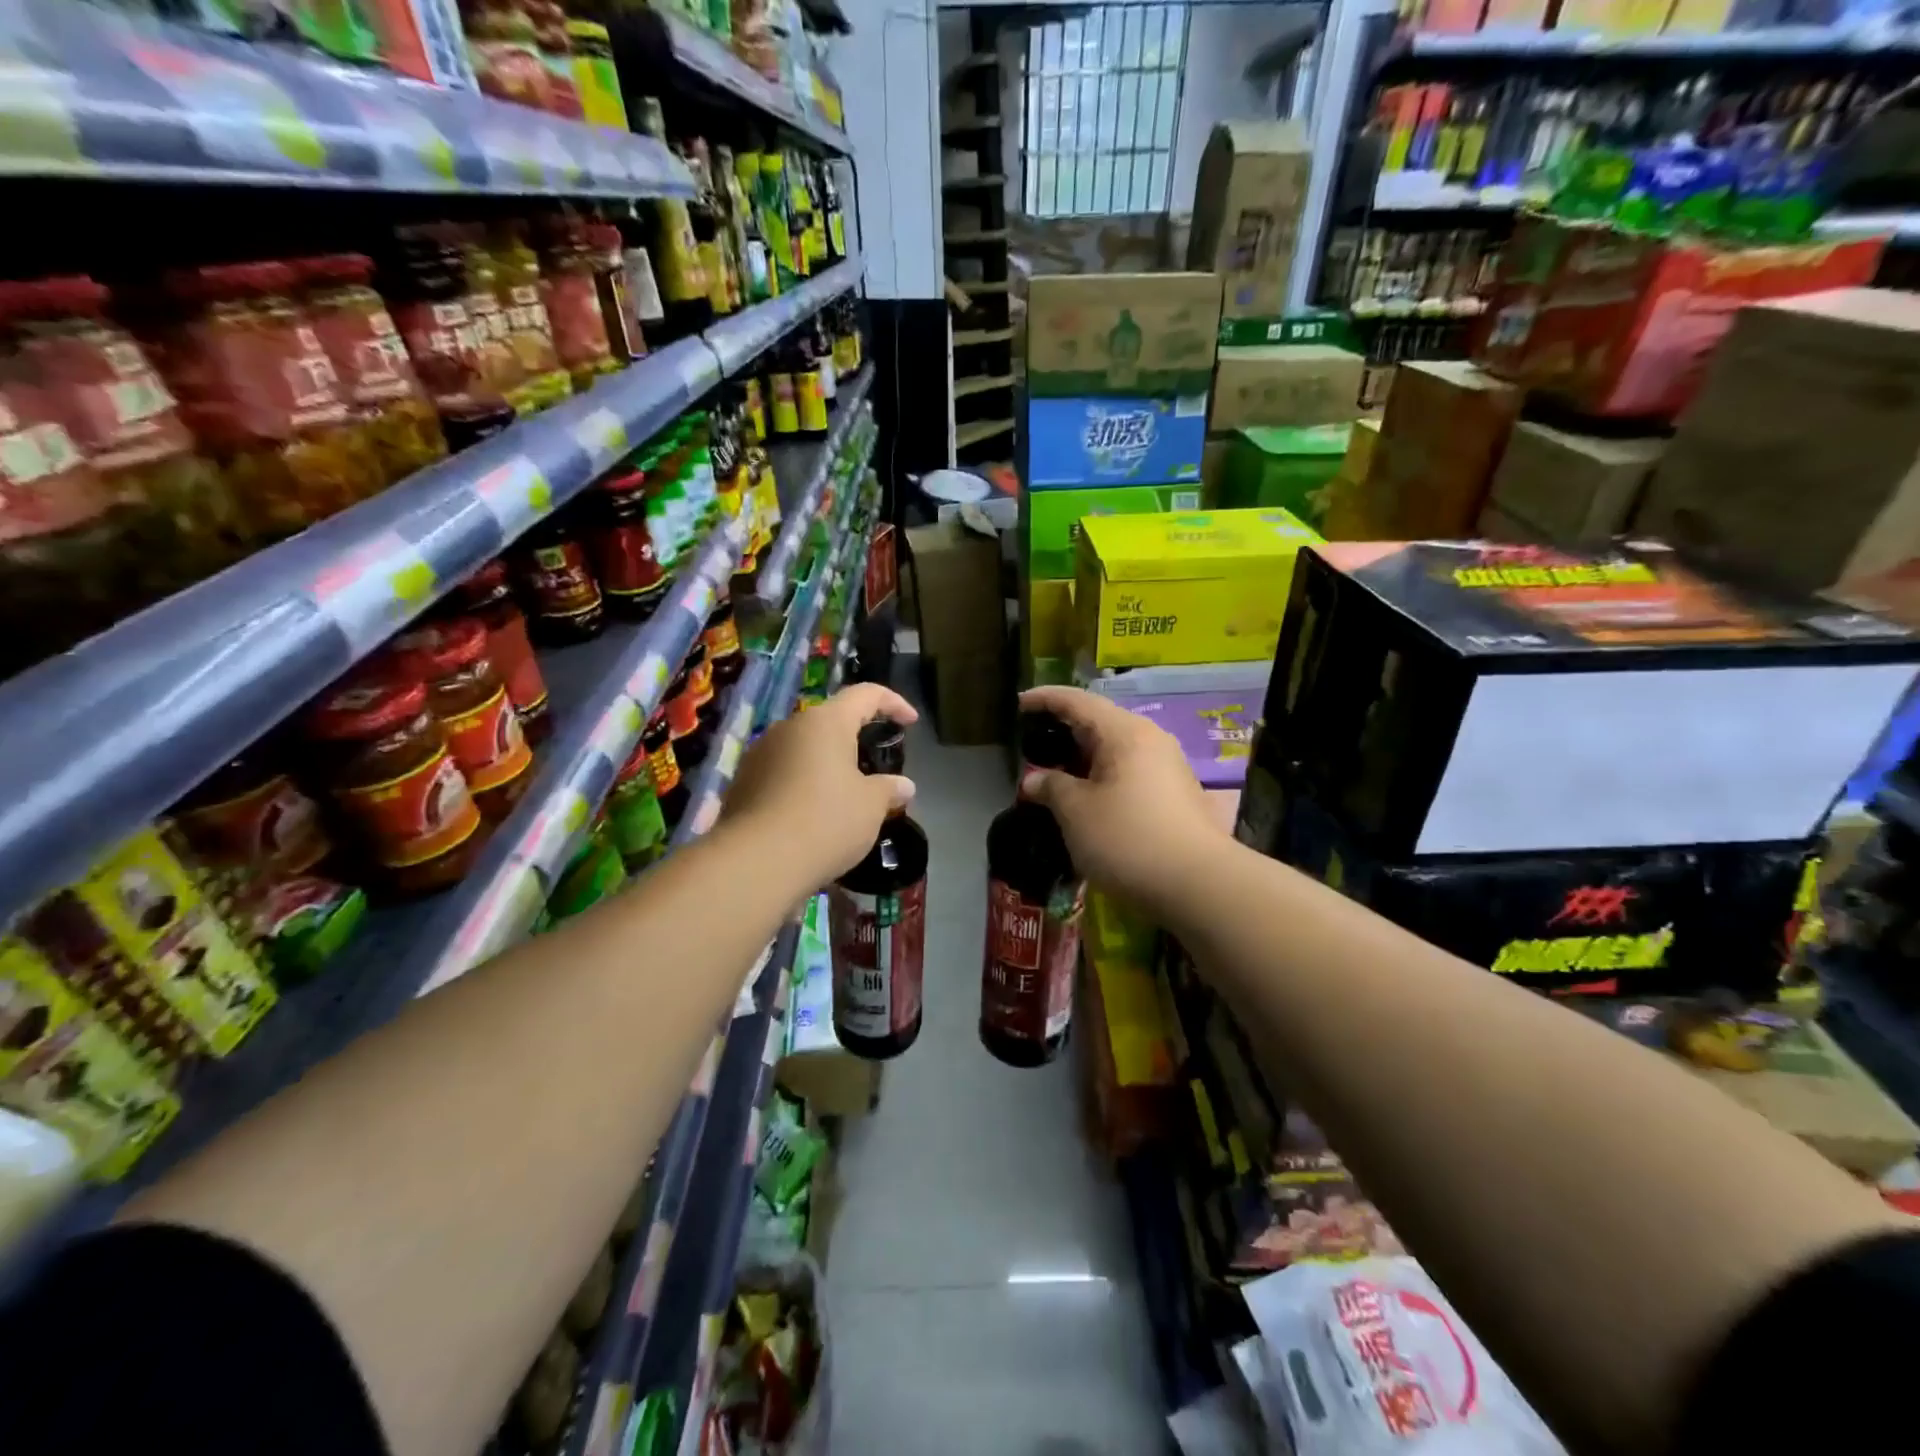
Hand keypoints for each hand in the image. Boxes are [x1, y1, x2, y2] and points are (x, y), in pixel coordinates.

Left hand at [721, 682, 918, 891]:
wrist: (756, 862)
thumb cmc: (826, 821)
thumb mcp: (871, 806)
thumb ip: (889, 789)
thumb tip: (904, 785)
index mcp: (826, 722)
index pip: (865, 694)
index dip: (893, 703)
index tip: (910, 722)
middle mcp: (789, 727)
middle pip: (830, 721)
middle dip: (855, 738)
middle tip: (876, 765)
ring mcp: (760, 754)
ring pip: (804, 748)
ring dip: (827, 764)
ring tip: (845, 795)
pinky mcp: (743, 782)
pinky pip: (783, 773)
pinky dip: (803, 784)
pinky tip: (814, 815)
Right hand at [1017, 685, 1224, 913]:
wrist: (1199, 885)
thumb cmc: (1128, 839)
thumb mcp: (1076, 812)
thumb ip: (1051, 787)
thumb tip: (1034, 779)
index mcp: (1124, 732)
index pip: (1078, 701)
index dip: (1045, 699)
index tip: (1019, 704)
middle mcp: (1150, 740)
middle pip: (1099, 722)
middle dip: (1064, 730)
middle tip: (1033, 744)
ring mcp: (1167, 767)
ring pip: (1116, 749)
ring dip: (1083, 758)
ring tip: (1055, 774)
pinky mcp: (1175, 795)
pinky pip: (1129, 772)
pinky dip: (1102, 777)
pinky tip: (1088, 798)